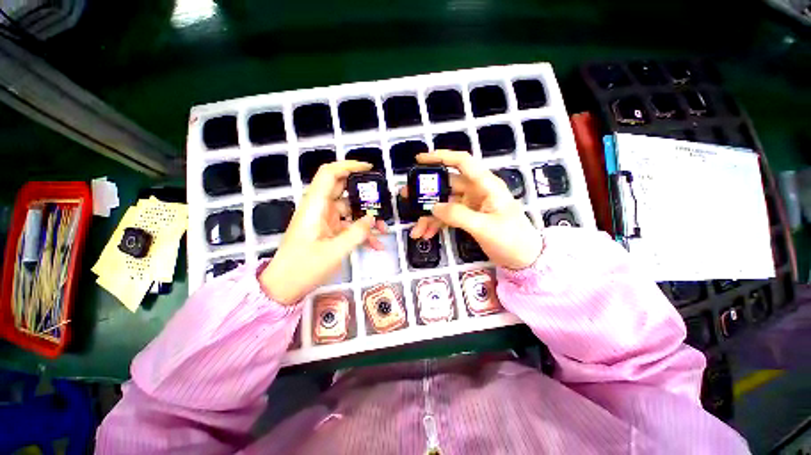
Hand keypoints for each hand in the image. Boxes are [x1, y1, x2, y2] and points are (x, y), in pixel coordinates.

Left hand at [261, 161, 385, 304]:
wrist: (284, 287)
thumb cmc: (304, 268)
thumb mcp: (335, 251)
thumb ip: (357, 233)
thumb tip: (372, 219)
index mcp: (315, 206)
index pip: (330, 174)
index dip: (349, 166)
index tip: (369, 169)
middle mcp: (320, 208)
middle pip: (344, 190)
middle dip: (365, 195)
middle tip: (383, 201)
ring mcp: (325, 220)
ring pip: (350, 210)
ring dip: (367, 218)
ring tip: (384, 230)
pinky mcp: (329, 231)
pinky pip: (349, 226)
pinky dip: (362, 233)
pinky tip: (376, 244)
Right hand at [403, 150, 542, 269]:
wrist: (524, 259)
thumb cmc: (511, 239)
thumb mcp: (485, 227)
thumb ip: (458, 215)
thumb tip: (433, 207)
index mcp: (486, 186)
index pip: (463, 162)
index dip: (441, 157)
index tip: (420, 160)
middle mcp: (477, 191)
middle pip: (447, 185)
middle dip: (426, 193)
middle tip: (406, 196)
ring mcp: (471, 205)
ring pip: (444, 204)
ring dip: (429, 216)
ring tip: (415, 230)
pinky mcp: (468, 217)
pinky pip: (447, 217)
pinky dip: (436, 225)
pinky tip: (426, 234)